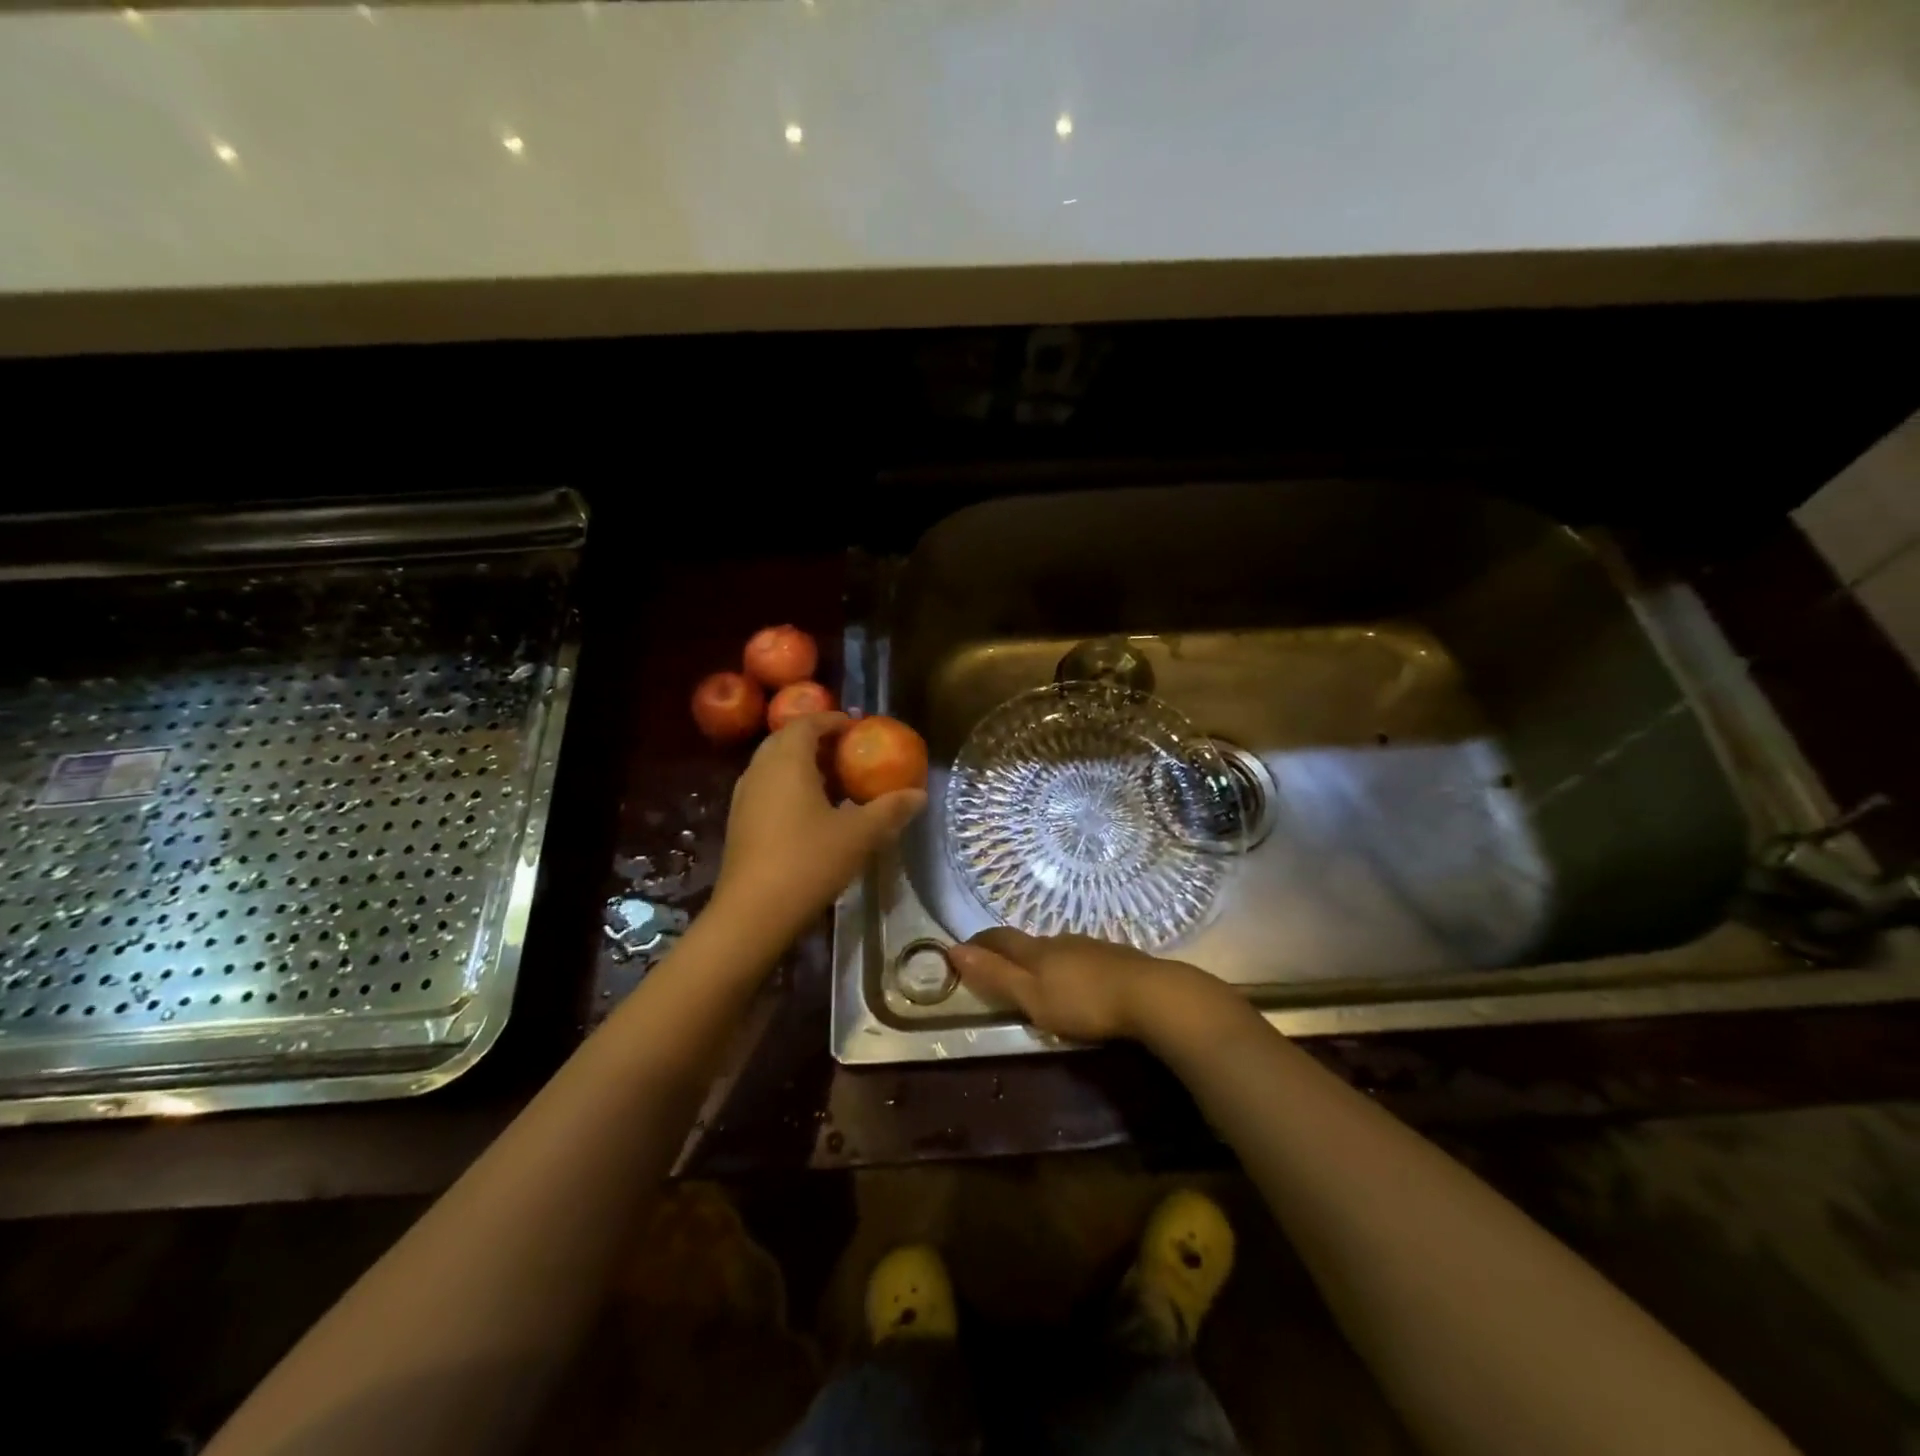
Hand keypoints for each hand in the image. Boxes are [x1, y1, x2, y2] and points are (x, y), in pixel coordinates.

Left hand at [712, 713, 925, 940]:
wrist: (753, 913)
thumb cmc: (808, 861)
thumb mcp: (859, 835)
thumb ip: (890, 810)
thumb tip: (919, 795)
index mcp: (787, 761)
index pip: (807, 723)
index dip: (833, 720)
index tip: (858, 727)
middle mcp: (760, 770)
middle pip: (787, 740)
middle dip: (817, 740)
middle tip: (848, 753)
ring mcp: (744, 797)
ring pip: (774, 765)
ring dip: (803, 765)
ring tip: (835, 782)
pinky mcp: (739, 822)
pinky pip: (767, 788)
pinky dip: (790, 787)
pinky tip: (812, 813)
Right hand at [946, 928, 1208, 1042]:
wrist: (1149, 995)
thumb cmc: (1083, 1002)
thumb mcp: (1031, 997)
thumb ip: (995, 976)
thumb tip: (953, 949)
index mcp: (1037, 951)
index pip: (1000, 939)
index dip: (979, 942)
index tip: (961, 947)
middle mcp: (1061, 941)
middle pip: (1028, 941)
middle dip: (1008, 950)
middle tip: (995, 964)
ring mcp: (1091, 947)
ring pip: (1057, 948)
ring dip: (1040, 958)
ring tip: (1036, 974)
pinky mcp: (1116, 958)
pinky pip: (1081, 957)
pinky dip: (1068, 965)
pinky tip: (1077, 979)